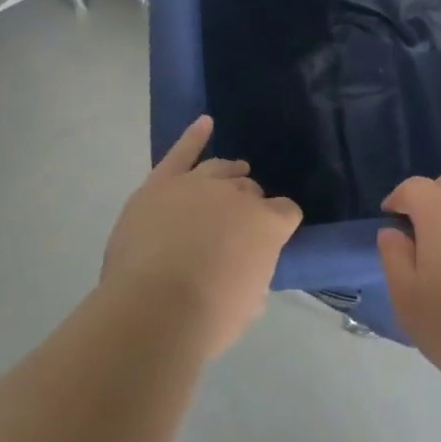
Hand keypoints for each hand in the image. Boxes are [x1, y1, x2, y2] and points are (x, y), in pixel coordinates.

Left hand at [99, 116, 302, 358]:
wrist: (154, 311)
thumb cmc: (209, 317)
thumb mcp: (251, 303)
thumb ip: (255, 272)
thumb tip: (246, 264)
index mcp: (268, 223)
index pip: (287, 212)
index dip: (280, 226)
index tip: (271, 241)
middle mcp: (237, 194)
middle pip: (250, 190)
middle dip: (249, 204)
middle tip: (237, 228)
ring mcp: (197, 184)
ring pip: (219, 169)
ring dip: (229, 174)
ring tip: (232, 176)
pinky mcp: (161, 184)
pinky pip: (180, 152)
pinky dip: (193, 136)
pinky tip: (205, 124)